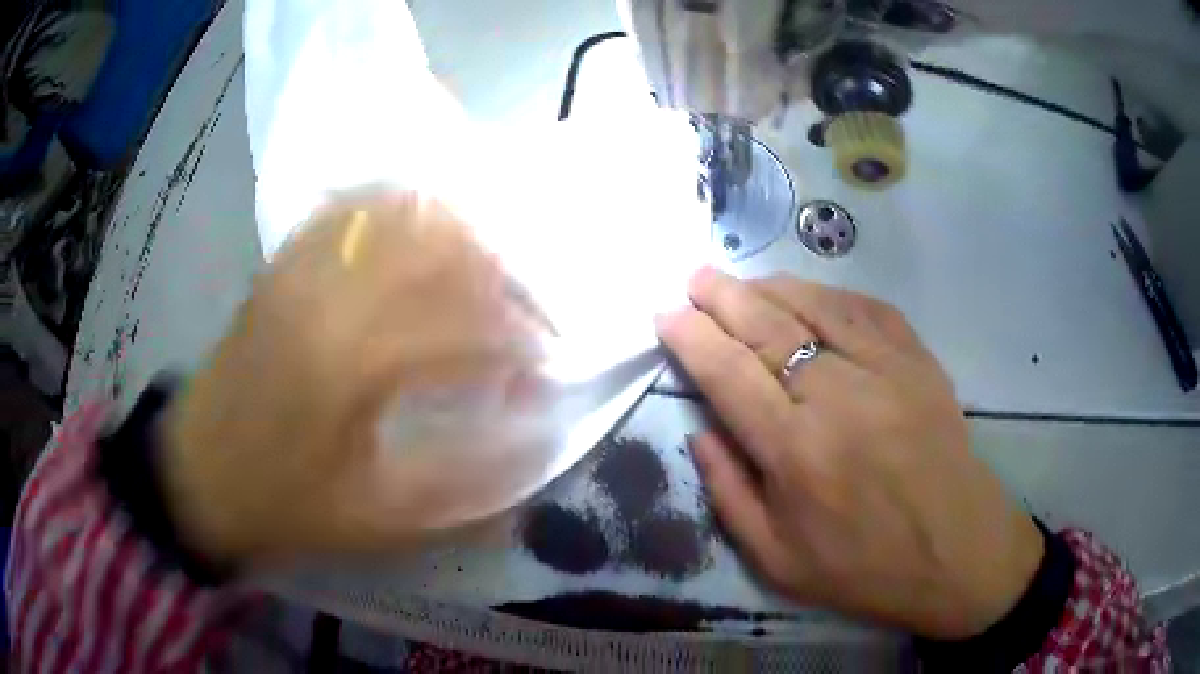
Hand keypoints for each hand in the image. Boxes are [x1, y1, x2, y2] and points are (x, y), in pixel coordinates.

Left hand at [160, 192, 541, 567]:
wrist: (199, 472)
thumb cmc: (285, 502)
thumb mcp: (379, 519)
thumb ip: (467, 480)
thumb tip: (539, 435)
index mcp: (349, 361)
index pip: (464, 323)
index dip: (521, 343)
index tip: (545, 372)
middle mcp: (327, 292)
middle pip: (441, 247)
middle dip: (502, 279)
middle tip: (526, 319)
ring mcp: (300, 267)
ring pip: (401, 214)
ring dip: (459, 237)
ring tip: (487, 277)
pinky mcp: (285, 264)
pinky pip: (354, 210)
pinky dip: (404, 212)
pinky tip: (425, 240)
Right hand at [656, 268, 1042, 638]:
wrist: (956, 553)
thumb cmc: (863, 569)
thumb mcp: (776, 561)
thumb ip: (729, 494)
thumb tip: (699, 432)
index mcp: (795, 453)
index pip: (728, 374)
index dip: (691, 337)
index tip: (666, 315)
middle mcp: (837, 398)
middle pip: (766, 326)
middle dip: (721, 295)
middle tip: (694, 277)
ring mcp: (886, 370)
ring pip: (815, 305)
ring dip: (771, 286)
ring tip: (743, 282)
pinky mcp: (919, 361)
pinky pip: (866, 308)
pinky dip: (829, 293)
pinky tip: (809, 293)